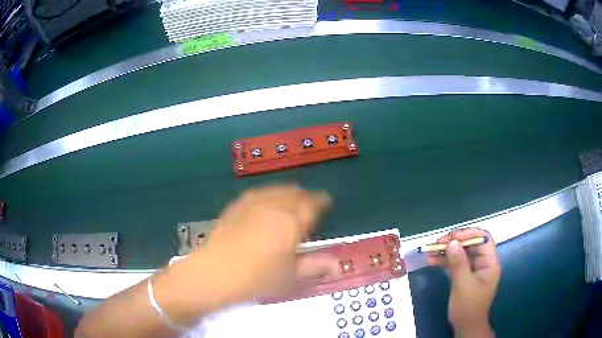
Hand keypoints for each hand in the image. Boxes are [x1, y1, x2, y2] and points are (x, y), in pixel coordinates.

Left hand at [196, 185, 339, 305]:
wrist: (216, 271)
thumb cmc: (257, 278)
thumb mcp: (289, 275)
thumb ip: (314, 265)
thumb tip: (337, 264)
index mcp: (291, 223)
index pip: (314, 205)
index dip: (322, 202)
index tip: (327, 203)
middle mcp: (275, 207)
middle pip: (297, 194)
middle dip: (307, 197)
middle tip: (311, 206)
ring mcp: (254, 203)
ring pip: (279, 189)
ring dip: (291, 193)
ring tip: (293, 201)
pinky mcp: (238, 204)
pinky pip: (261, 191)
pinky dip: (271, 193)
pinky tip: (269, 201)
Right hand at [428, 228, 500, 336]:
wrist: (465, 326)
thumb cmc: (468, 306)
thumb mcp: (463, 285)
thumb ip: (459, 263)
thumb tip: (452, 242)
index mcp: (489, 262)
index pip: (483, 239)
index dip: (469, 234)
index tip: (452, 237)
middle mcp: (483, 262)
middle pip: (471, 244)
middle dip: (455, 242)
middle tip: (438, 243)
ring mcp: (473, 269)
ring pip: (462, 253)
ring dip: (447, 251)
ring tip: (431, 250)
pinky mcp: (464, 275)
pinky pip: (455, 263)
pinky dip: (445, 261)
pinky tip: (432, 260)